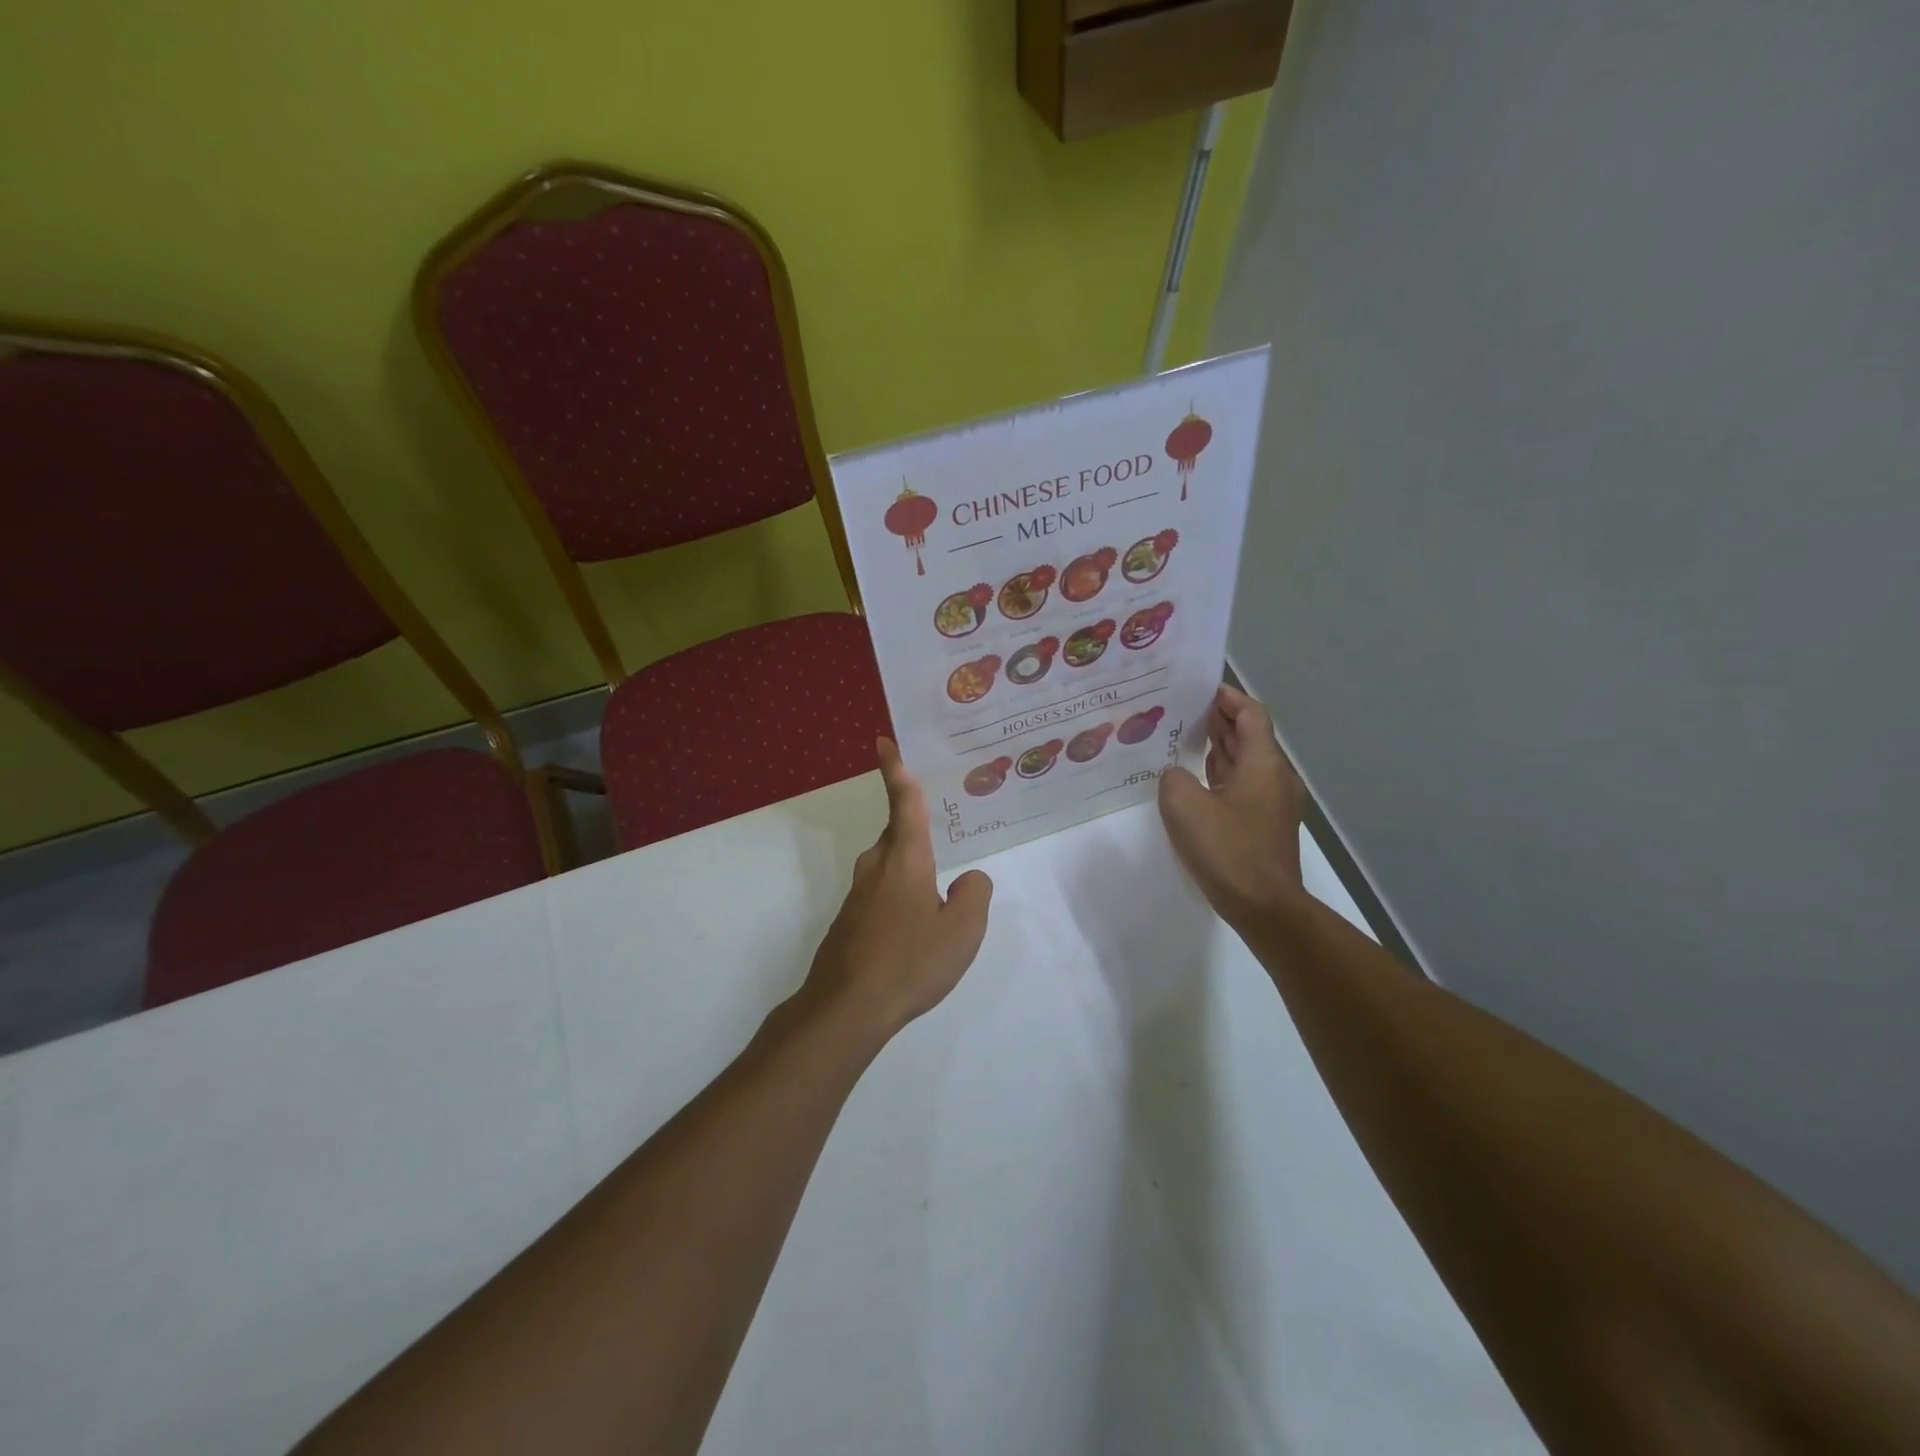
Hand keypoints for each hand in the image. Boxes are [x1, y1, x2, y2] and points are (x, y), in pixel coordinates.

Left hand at [798, 738, 992, 1040]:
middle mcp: (877, 868)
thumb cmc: (910, 961)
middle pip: (897, 835)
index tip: (882, 741)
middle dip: (915, 830)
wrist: (846, 1008)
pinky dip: (899, 899)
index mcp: (905, 859)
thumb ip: (974, 896)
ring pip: (890, 867)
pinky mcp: (849, 922)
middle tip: (943, 832)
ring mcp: (858, 896)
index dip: (895, 770)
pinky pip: (881, 895)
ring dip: (911, 871)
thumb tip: (968, 880)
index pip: (903, 803)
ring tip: (937, 894)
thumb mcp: (962, 930)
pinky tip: (914, 932)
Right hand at [1158, 685, 1305, 924]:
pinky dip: (1221, 775)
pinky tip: (1195, 781)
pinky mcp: (1265, 826)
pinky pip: (1242, 787)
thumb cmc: (1227, 850)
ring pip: (1246, 763)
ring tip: (1184, 739)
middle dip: (1219, 720)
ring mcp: (1273, 804)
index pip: (1251, 715)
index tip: (1200, 689)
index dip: (1228, 698)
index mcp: (1263, 764)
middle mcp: (1275, 777)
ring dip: (1219, 748)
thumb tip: (1177, 776)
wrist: (1264, 907)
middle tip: (1183, 710)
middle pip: (1250, 736)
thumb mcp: (1184, 806)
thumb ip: (1173, 778)